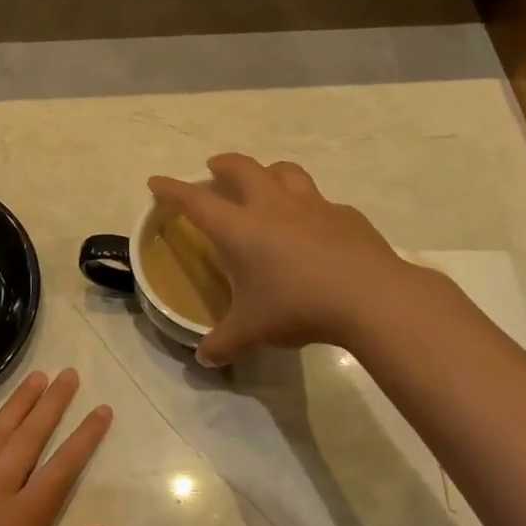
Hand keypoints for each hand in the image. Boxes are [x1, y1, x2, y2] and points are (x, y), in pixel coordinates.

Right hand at [149, 153, 411, 364]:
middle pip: (242, 168)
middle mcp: (272, 207)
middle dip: (223, 165)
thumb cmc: (297, 307)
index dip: (172, 190)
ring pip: (285, 171)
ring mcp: (312, 206)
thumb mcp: (252, 332)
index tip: (156, 181)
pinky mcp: (345, 215)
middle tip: (214, 169)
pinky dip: (308, 206)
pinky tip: (314, 225)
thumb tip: (204, 360)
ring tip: (264, 181)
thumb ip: (224, 344)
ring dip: (268, 171)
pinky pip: (320, 201)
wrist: (369, 297)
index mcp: (240, 229)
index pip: (196, 201)